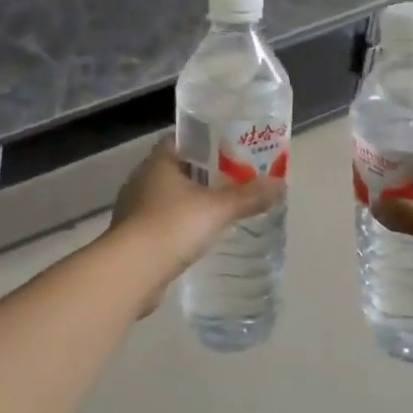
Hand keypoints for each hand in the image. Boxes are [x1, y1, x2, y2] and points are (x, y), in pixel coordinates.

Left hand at [109, 138, 282, 307]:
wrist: (131, 272)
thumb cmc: (172, 226)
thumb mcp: (217, 209)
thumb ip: (248, 196)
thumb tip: (281, 185)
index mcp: (158, 163)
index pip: (180, 140)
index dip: (204, 142)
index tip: (228, 149)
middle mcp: (142, 180)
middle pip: (176, 169)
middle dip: (202, 174)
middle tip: (233, 179)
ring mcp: (134, 210)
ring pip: (168, 197)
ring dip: (190, 202)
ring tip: (219, 209)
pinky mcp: (134, 237)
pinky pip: (161, 223)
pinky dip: (179, 226)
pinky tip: (198, 237)